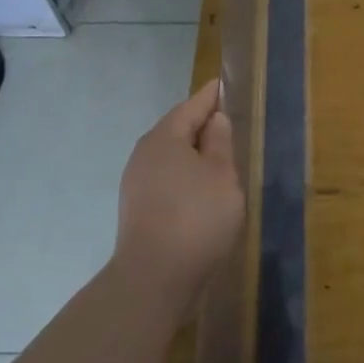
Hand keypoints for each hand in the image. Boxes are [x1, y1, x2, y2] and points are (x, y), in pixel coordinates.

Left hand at [115, 80, 244, 309]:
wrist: (154, 278)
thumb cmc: (196, 217)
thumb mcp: (221, 175)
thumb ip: (219, 143)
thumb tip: (215, 120)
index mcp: (165, 138)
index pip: (192, 106)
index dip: (211, 96)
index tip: (224, 84)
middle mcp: (144, 154)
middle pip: (176, 129)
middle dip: (200, 124)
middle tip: (227, 120)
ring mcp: (136, 182)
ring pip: (170, 156)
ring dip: (192, 152)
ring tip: (218, 156)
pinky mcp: (137, 208)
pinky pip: (165, 177)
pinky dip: (184, 174)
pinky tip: (200, 188)